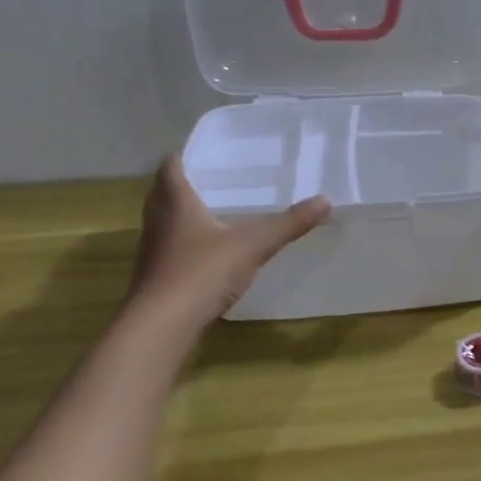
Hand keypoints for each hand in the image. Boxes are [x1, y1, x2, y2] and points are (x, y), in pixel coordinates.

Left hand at [129, 158, 331, 318]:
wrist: (162, 327)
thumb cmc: (201, 272)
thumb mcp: (252, 245)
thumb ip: (287, 224)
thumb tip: (326, 200)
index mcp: (176, 203)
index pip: (170, 167)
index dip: (182, 157)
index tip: (203, 153)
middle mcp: (158, 222)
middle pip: (162, 194)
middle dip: (183, 185)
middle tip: (213, 180)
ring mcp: (154, 253)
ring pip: (165, 224)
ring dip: (183, 217)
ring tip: (215, 214)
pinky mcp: (157, 280)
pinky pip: (171, 252)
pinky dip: (187, 247)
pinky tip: (210, 256)